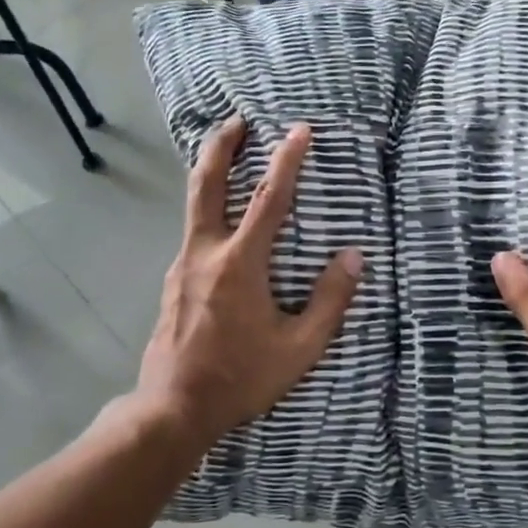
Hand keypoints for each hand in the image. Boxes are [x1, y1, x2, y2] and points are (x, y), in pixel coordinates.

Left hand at [137, 117, 362, 448]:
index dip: (287, 161)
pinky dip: (209, 211)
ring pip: (195, 206)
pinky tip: (224, 227)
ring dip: (212, 174)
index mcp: (240, 264)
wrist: (173, 408)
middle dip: (221, 145)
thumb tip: (354, 258)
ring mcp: (183, 266)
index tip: (299, 130)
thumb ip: (330, 300)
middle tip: (236, 119)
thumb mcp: (299, 348)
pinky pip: (194, 234)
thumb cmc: (241, 377)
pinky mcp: (174, 283)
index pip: (268, 200)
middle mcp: (205, 253)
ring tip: (229, 157)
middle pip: (207, 184)